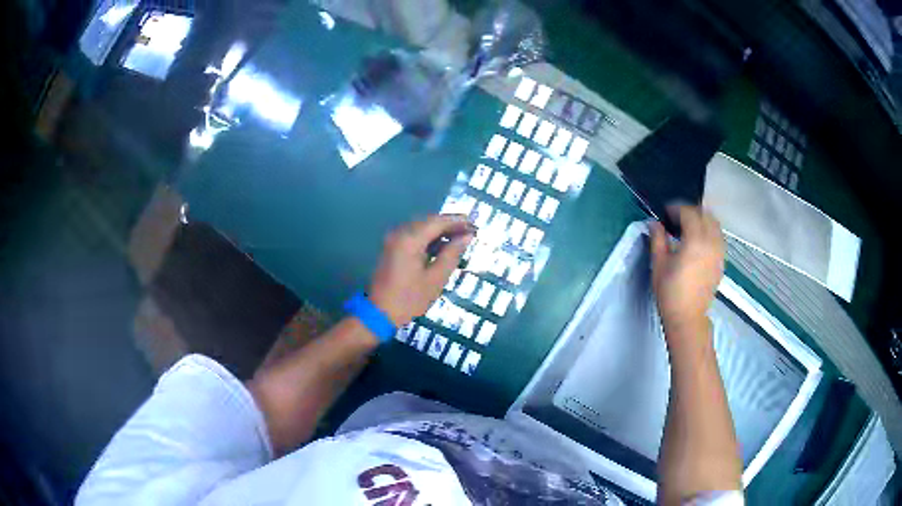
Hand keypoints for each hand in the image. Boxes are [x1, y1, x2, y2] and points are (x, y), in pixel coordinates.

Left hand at [369, 215, 473, 325]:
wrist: (379, 313)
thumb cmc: (409, 299)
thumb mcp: (435, 279)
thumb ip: (452, 254)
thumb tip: (467, 237)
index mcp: (410, 239)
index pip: (438, 221)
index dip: (457, 221)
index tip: (475, 225)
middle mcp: (400, 233)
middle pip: (429, 221)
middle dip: (450, 225)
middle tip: (470, 232)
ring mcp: (393, 240)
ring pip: (421, 227)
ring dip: (440, 231)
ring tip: (460, 239)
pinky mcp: (392, 248)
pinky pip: (414, 235)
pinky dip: (429, 238)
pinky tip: (442, 247)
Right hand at [650, 206, 724, 334]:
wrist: (687, 317)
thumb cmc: (670, 292)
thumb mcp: (659, 264)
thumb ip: (658, 239)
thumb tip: (655, 223)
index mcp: (695, 240)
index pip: (689, 213)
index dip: (677, 208)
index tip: (666, 212)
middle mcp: (711, 242)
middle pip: (705, 215)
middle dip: (691, 211)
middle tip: (677, 218)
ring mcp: (719, 252)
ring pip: (715, 225)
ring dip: (703, 220)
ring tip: (689, 227)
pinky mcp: (721, 261)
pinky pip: (719, 237)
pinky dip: (710, 232)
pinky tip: (699, 242)